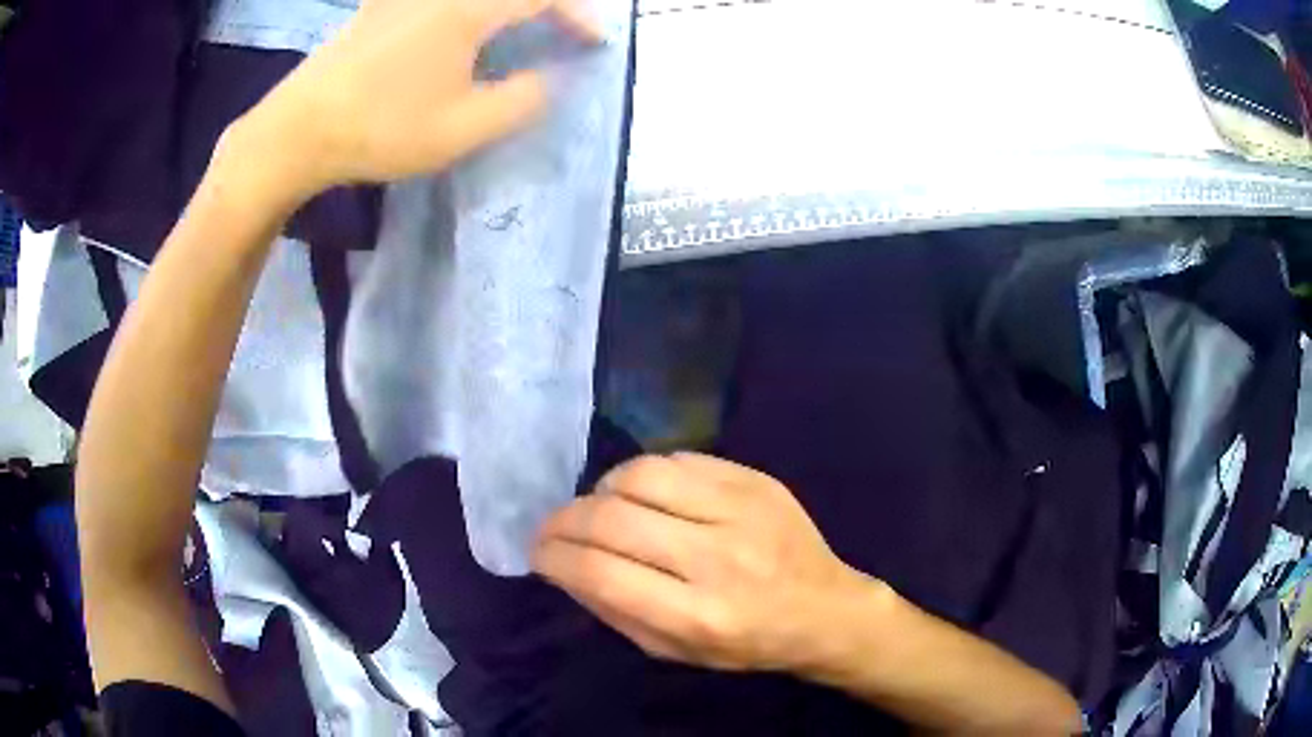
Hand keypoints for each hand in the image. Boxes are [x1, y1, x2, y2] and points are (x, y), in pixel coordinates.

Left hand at [229, 0, 600, 203]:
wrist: (296, 131)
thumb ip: (520, 101)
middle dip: (546, 3)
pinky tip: (460, 27)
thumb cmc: (380, 129)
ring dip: (506, 5)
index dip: (578, 13)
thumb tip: (547, 80)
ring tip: (519, 24)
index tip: (594, 42)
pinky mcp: (380, 4)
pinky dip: (465, 8)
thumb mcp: (462, 129)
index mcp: (467, 9)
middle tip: (561, 26)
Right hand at [533, 453, 875, 671]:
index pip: (599, 570)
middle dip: (564, 519)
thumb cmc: (746, 644)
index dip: (553, 555)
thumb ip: (613, 610)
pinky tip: (646, 495)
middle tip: (554, 527)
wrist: (824, 610)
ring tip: (600, 508)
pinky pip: (678, 459)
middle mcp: (717, 558)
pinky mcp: (756, 480)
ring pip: (641, 475)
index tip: (538, 552)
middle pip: (612, 517)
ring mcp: (741, 510)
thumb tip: (562, 564)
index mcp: (696, 614)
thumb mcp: (673, 651)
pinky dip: (646, 475)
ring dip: (603, 489)